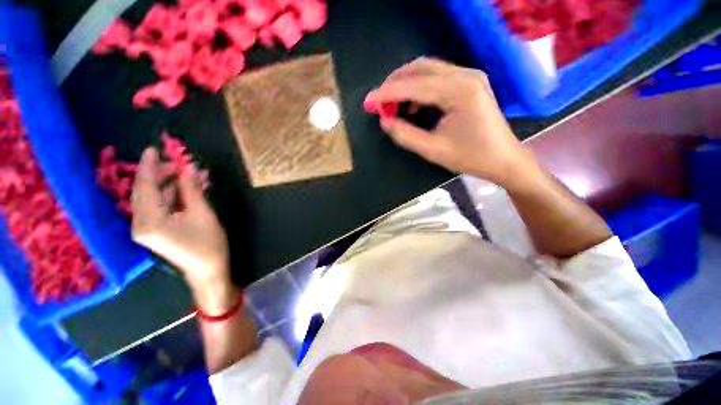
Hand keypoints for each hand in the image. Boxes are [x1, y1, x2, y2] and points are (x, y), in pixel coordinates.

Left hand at [131, 147, 236, 315]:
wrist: (207, 270)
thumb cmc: (208, 244)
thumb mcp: (203, 213)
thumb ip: (191, 189)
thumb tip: (188, 167)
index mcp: (150, 221)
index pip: (145, 187)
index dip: (148, 166)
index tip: (152, 149)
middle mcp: (140, 224)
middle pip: (146, 191)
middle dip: (162, 174)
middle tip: (182, 164)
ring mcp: (145, 228)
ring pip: (153, 198)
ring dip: (170, 185)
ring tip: (191, 176)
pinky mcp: (153, 230)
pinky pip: (159, 207)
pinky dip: (172, 196)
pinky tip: (187, 189)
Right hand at [365, 58, 535, 186]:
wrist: (503, 159)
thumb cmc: (471, 158)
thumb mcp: (433, 150)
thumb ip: (405, 135)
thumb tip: (384, 121)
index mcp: (459, 91)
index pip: (414, 85)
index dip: (387, 93)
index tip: (368, 101)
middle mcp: (465, 75)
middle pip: (420, 68)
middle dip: (395, 83)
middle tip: (379, 103)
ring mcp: (469, 76)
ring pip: (427, 70)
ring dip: (406, 84)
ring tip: (393, 106)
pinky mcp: (469, 82)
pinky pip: (437, 77)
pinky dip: (419, 88)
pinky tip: (412, 106)